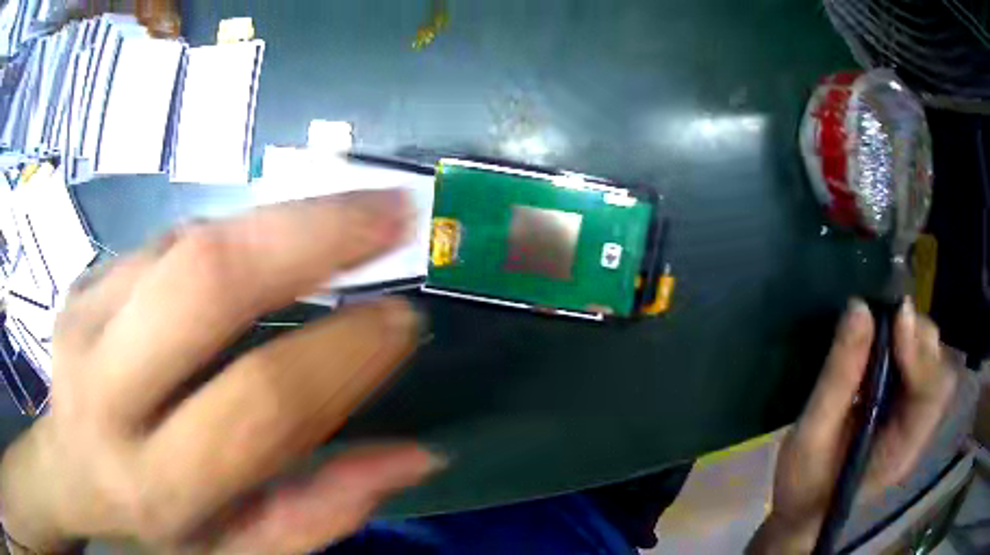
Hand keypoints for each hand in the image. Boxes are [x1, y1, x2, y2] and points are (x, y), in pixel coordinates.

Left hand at [0, 191, 444, 552]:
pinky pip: (171, 239)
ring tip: (352, 212)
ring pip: (189, 244)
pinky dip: (236, 233)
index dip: (342, 355)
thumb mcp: (240, 549)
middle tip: (393, 212)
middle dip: (314, 235)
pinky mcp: (85, 280)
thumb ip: (320, 513)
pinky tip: (272, 239)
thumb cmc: (159, 526)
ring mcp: (85, 317)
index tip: (404, 320)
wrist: (71, 470)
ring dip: (282, 219)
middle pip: (207, 283)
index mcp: (156, 483)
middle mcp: (105, 390)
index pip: (257, 405)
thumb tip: (416, 455)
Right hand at [748, 299, 956, 553]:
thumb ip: (838, 376)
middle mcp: (917, 432)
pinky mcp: (905, 411)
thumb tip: (859, 308)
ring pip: (932, 364)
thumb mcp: (811, 435)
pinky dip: (906, 345)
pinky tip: (882, 346)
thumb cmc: (804, 486)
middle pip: (938, 371)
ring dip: (912, 337)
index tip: (894, 318)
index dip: (919, 352)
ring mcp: (913, 421)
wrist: (804, 514)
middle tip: (883, 319)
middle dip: (917, 337)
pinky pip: (919, 366)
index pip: (932, 393)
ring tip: (880, 330)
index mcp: (901, 451)